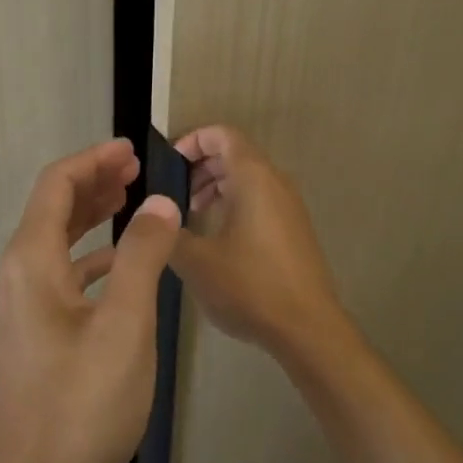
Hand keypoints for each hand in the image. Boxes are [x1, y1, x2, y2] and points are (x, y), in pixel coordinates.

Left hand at [0, 138, 181, 462]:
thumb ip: (143, 256)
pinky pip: (61, 275)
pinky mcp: (32, 336)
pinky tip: (121, 267)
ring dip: (91, 217)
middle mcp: (17, 277)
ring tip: (131, 204)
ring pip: (56, 242)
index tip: (132, 149)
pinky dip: (90, 257)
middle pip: (52, 209)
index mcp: (31, 262)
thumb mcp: (126, 325)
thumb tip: (158, 202)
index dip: (93, 159)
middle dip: (94, 183)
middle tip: (137, 169)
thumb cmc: (82, 404)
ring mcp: (20, 309)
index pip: (56, 185)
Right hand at [170, 126, 353, 366]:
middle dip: (200, 167)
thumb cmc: (250, 286)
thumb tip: (155, 218)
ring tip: (191, 215)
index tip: (168, 165)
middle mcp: (275, 182)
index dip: (192, 140)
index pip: (222, 134)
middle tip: (173, 195)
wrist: (307, 328)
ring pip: (248, 178)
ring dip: (216, 186)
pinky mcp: (294, 229)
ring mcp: (289, 206)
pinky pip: (260, 199)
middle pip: (235, 154)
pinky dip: (235, 203)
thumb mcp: (196, 261)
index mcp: (253, 178)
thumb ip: (169, 233)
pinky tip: (217, 238)